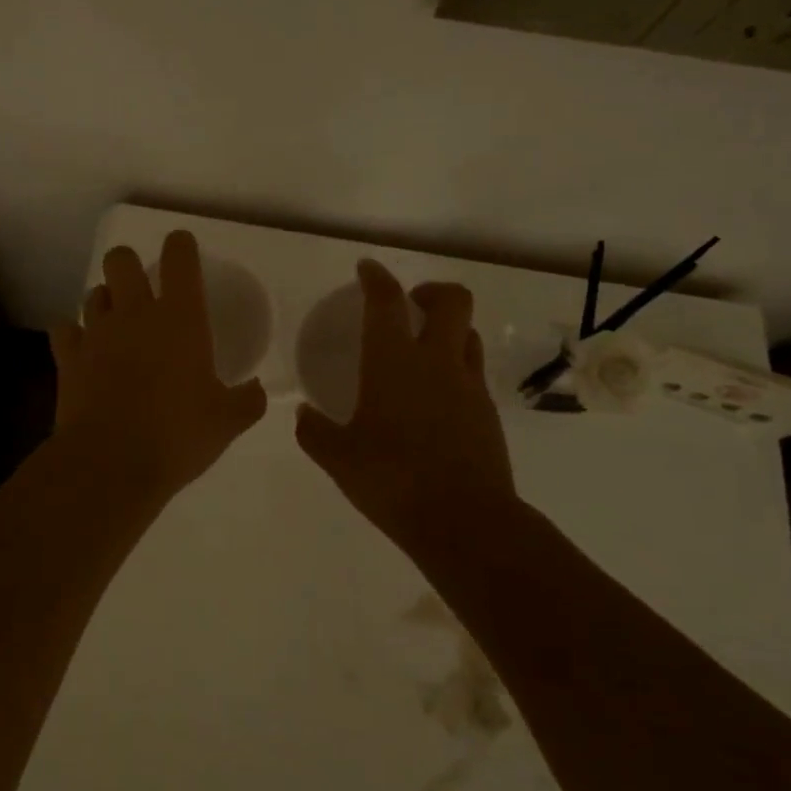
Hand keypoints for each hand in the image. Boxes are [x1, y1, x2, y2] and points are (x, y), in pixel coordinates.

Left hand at [50, 231, 268, 501]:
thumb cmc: (177, 435)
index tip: (182, 247)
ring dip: (106, 300)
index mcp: (180, 318)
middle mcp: (135, 313)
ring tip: (116, 322)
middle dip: (130, 264)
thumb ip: (247, 400)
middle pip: (121, 260)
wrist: (111, 463)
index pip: (179, 259)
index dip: (180, 245)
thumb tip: (257, 391)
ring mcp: (96, 332)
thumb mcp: (227, 422)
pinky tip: (83, 348)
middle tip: (142, 288)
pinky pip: (64, 328)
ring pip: (94, 293)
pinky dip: (73, 333)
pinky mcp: (68, 357)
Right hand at [295, 259, 518, 551]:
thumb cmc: (392, 480)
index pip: (387, 301)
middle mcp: (436, 362)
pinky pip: (474, 371)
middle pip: (451, 300)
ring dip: (448, 328)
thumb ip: (315, 432)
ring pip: (468, 333)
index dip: (377, 278)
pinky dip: (457, 366)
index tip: (367, 269)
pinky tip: (438, 396)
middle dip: (431, 291)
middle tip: (409, 305)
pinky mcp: (488, 411)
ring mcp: (468, 385)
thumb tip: (303, 414)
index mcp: (393, 362)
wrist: (464, 521)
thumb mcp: (339, 459)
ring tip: (425, 348)